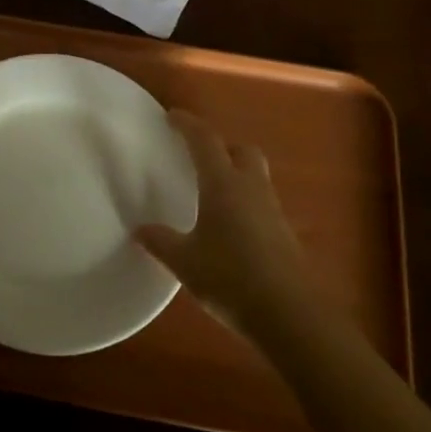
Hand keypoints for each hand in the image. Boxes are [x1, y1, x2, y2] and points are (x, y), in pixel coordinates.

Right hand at [134, 110, 343, 339]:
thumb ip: (161, 242)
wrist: (290, 315)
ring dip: (234, 173)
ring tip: (210, 192)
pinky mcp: (283, 234)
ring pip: (254, 176)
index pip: (205, 140)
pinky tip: (228, 227)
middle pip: (241, 150)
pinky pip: (260, 202)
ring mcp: (272, 211)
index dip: (187, 125)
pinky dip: (243, 202)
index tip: (171, 117)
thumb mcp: (185, 262)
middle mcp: (251, 188)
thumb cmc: (231, 278)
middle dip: (221, 146)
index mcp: (223, 184)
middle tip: (198, 156)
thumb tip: (140, 230)